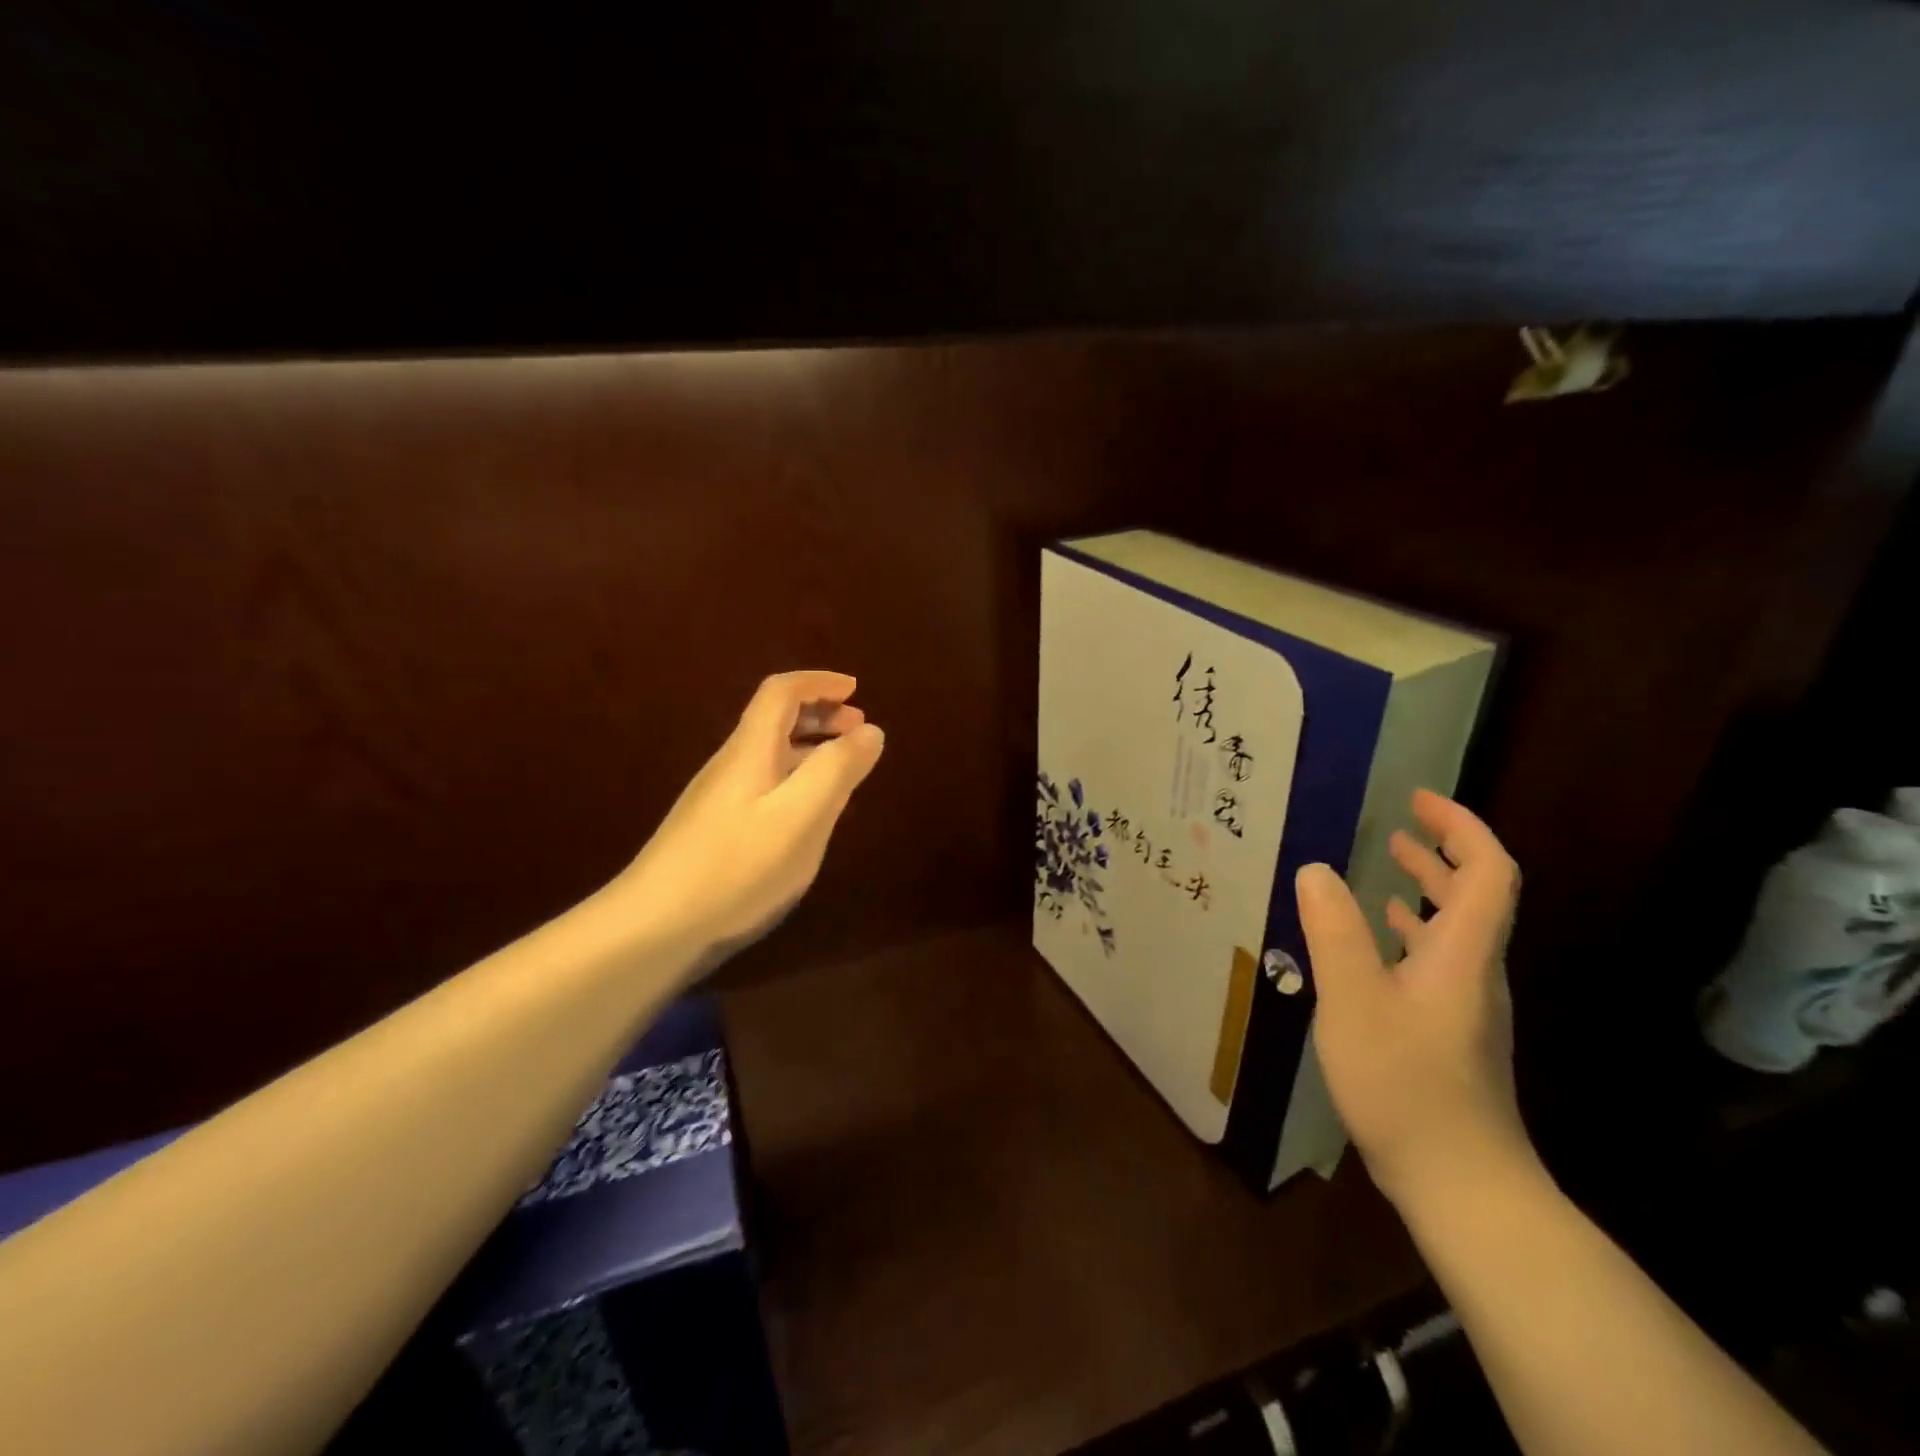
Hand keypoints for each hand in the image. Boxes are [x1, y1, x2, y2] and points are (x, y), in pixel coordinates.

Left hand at [611, 671, 883, 967]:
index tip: (855, 689)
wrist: (653, 927)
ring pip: (772, 754)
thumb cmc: (735, 867)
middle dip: (820, 714)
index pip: (782, 693)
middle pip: (775, 719)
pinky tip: (811, 813)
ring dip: (811, 747)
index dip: (819, 683)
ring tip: (845, 767)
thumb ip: (837, 770)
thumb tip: (870, 732)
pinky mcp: (717, 829)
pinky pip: (767, 784)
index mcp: (752, 750)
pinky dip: (797, 780)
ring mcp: (721, 798)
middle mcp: (733, 764)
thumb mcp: (799, 817)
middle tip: (859, 729)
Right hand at [1297, 790, 1536, 1215]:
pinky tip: (1375, 944)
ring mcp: (1465, 1006)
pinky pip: (1436, 961)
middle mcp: (1474, 972)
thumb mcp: (1354, 1001)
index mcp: (1461, 954)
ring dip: (1425, 892)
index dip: (1461, 828)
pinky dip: (1409, 934)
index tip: (1420, 800)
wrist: (1461, 1183)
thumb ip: (1334, 932)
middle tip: (1399, 825)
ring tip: (1385, 868)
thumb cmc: (1407, 1084)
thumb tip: (1315, 868)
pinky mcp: (1450, 1033)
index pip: (1487, 872)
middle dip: (1441, 853)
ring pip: (1455, 931)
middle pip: (1475, 897)